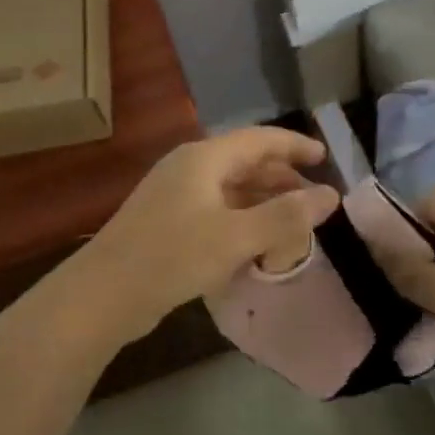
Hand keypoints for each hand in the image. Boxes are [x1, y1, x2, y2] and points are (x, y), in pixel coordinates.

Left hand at [71, 127, 340, 339]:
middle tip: (313, 198)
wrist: (103, 294)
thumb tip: (330, 196)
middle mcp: (188, 169)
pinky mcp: (167, 223)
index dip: (293, 145)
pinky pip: (215, 211)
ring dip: (262, 202)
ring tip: (292, 222)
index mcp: (204, 158)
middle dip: (280, 178)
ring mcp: (174, 196)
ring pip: (230, 189)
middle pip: (244, 162)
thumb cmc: (172, 256)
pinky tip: (256, 244)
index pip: (259, 139)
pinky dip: (241, 220)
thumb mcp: (235, 237)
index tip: (324, 157)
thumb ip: (285, 216)